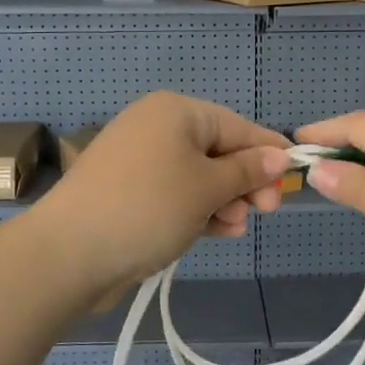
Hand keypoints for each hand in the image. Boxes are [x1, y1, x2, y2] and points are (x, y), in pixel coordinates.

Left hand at [28, 92, 291, 301]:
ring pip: (198, 176)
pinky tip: (218, 231)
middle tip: (266, 212)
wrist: (68, 253)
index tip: (295, 180)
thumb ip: (247, 170)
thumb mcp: (207, 188)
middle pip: (218, 150)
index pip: (237, 126)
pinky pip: (176, 194)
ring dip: (223, 201)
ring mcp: (140, 161)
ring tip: (235, 228)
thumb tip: (281, 154)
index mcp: (176, 111)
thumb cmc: (148, 208)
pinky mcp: (129, 192)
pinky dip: (198, 210)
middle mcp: (156, 127)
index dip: (268, 153)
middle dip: (244, 182)